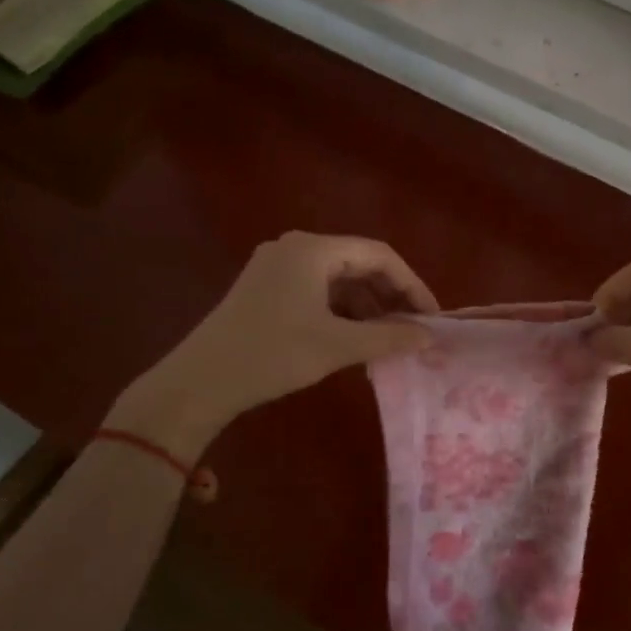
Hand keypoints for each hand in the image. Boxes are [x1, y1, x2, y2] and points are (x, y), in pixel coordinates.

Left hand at [106, 232, 436, 453]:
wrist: (199, 382)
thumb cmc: (271, 355)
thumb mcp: (336, 346)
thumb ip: (388, 337)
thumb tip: (430, 337)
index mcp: (313, 249)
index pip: (379, 255)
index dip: (412, 285)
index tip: (432, 317)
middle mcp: (295, 247)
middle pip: (359, 264)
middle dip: (390, 296)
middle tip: (414, 329)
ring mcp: (277, 266)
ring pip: (338, 280)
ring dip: (367, 307)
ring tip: (388, 340)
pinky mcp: (266, 288)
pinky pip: (318, 291)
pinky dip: (342, 312)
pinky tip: (355, 340)